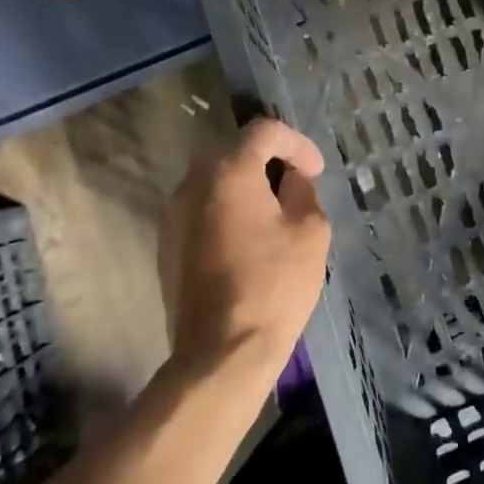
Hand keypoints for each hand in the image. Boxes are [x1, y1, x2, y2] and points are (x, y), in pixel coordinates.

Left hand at [159, 118, 330, 382]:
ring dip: (244, 183)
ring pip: (212, 179)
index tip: (315, 172)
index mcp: (228, 171)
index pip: (263, 131)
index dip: (296, 143)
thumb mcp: (311, 231)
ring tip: (273, 210)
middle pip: (232, 149)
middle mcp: (192, 183)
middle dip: (267, 159)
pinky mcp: (167, 245)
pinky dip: (225, 208)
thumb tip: (291, 180)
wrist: (221, 353)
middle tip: (295, 183)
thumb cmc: (274, 286)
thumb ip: (303, 191)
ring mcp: (173, 215)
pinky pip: (200, 208)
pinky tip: (248, 237)